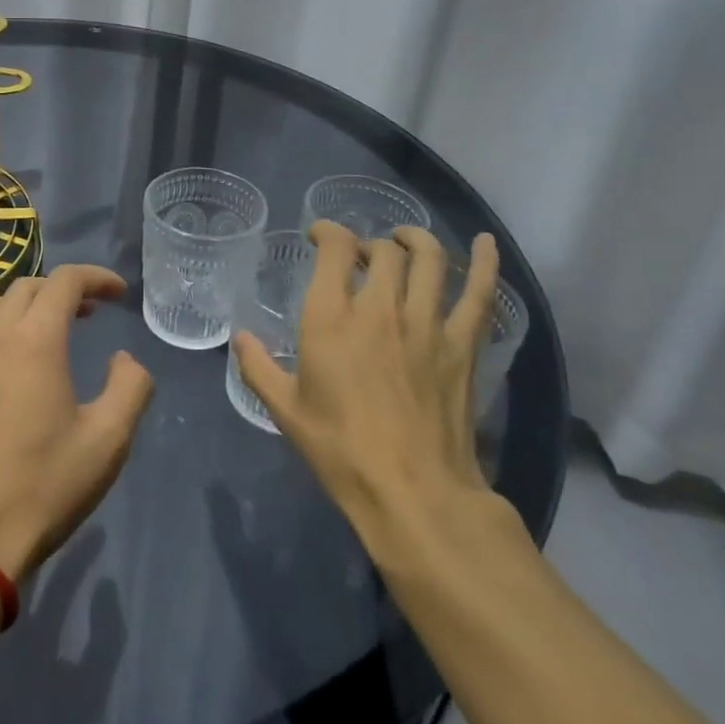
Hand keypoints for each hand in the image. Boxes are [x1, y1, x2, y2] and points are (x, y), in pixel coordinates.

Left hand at [0, 265, 155, 581]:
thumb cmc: (45, 485)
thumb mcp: (108, 439)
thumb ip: (130, 387)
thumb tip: (124, 360)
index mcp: (35, 340)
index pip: (64, 281)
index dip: (96, 277)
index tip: (120, 294)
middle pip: (28, 286)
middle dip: (64, 288)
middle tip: (93, 311)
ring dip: (30, 303)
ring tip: (56, 329)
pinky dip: (7, 326)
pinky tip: (23, 363)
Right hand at [232, 223, 502, 548]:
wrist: (412, 492)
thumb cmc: (341, 451)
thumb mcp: (285, 411)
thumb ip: (258, 367)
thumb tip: (240, 337)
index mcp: (332, 319)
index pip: (335, 249)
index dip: (328, 231)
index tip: (320, 236)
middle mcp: (380, 308)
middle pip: (383, 251)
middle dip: (369, 244)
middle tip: (361, 258)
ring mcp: (426, 323)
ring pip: (428, 259)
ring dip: (416, 240)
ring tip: (405, 240)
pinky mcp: (462, 345)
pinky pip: (478, 293)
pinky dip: (484, 263)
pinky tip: (484, 243)